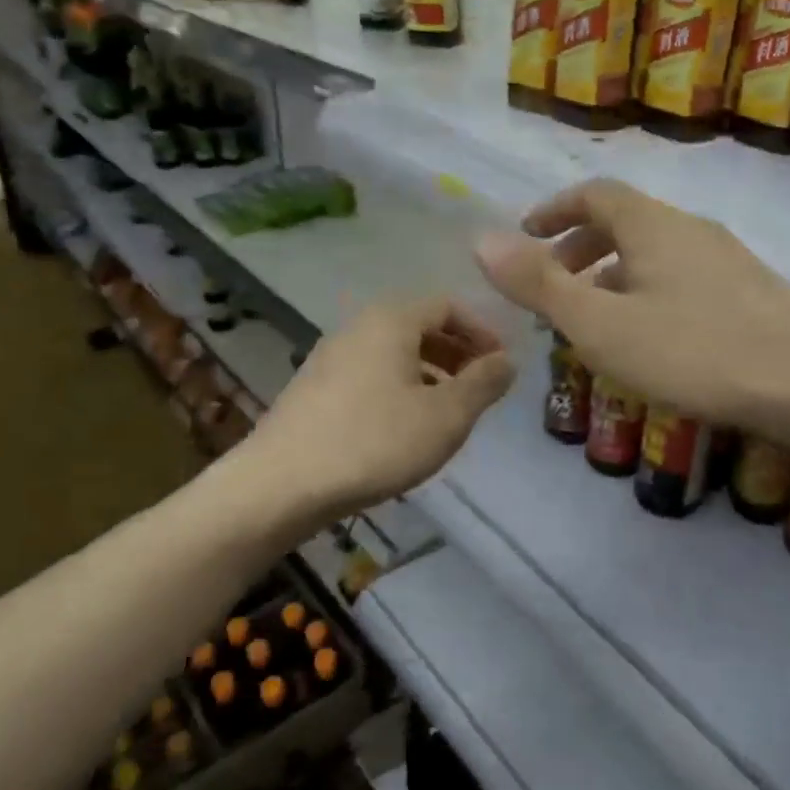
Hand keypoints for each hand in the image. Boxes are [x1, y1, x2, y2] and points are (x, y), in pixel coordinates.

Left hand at [248, 297, 514, 525]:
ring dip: (429, 374)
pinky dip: (399, 389)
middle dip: (457, 354)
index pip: (448, 305)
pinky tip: (404, 429)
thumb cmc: (374, 442)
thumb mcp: (445, 416)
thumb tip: (507, 360)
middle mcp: (358, 328)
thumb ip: (483, 383)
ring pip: (393, 354)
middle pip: (419, 327)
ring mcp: (330, 358)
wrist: (281, 485)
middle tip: (479, 389)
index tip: (501, 366)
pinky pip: (370, 375)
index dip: (482, 332)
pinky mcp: (314, 390)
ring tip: (447, 413)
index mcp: (391, 321)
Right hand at [475, 179, 789, 440]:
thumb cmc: (695, 350)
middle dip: (579, 249)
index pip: (593, 193)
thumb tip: (480, 241)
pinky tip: (650, 342)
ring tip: (594, 323)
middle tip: (553, 289)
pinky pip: (681, 280)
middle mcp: (690, 230)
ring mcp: (727, 260)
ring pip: (654, 255)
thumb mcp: (601, 323)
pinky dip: (647, 296)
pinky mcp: (751, 294)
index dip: (553, 209)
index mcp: (651, 225)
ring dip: (613, 277)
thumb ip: (540, 284)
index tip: (525, 236)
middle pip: (624, 223)